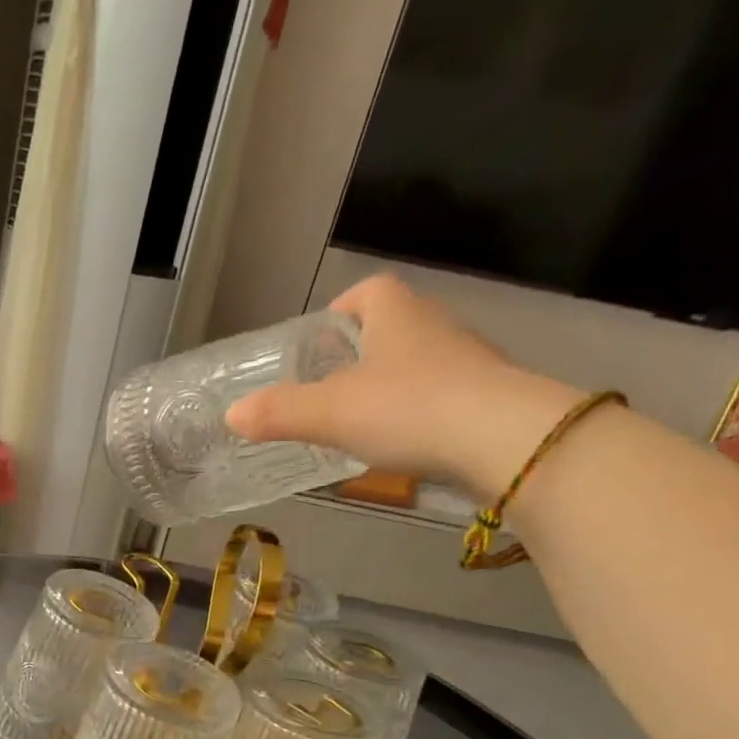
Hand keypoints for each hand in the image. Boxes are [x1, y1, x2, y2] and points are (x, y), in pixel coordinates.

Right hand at [226, 274, 583, 499]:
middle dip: (360, 354)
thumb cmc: (409, 409)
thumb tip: (232, 415)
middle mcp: (435, 326)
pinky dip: (418, 415)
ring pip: (418, 364)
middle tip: (328, 391)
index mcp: (396, 313)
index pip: (367, 292)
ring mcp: (468, 362)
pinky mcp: (489, 399)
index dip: (339, 312)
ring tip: (361, 424)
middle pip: (391, 328)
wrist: (506, 442)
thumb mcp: (330, 413)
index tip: (318, 346)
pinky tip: (403, 447)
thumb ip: (278, 412)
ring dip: (390, 386)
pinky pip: (442, 397)